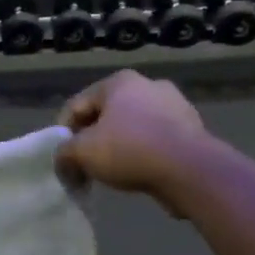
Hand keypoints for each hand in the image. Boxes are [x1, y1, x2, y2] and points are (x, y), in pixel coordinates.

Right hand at [56, 71, 210, 210]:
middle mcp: (148, 84)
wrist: (190, 170)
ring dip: (118, 146)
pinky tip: (139, 172)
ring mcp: (175, 105)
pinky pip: (156, 139)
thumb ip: (64, 152)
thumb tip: (64, 160)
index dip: (63, 133)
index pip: (77, 105)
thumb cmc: (130, 150)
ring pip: (132, 127)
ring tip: (112, 172)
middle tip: (84, 166)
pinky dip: (143, 153)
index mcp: (119, 81)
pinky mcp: (192, 128)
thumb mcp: (83, 152)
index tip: (62, 159)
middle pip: (106, 114)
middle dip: (92, 139)